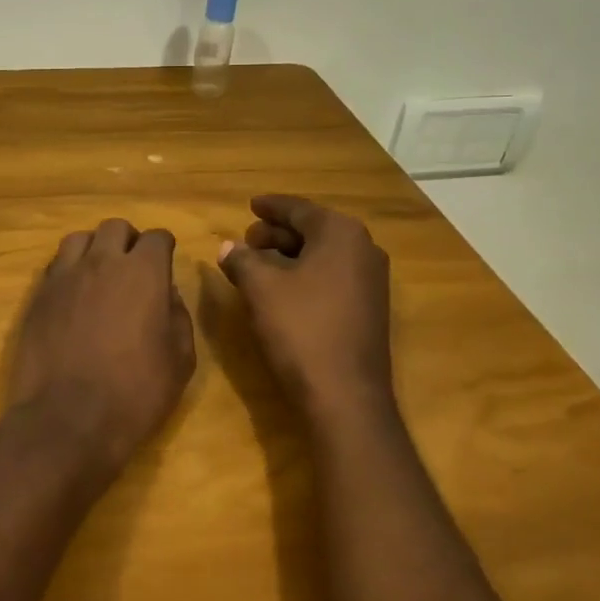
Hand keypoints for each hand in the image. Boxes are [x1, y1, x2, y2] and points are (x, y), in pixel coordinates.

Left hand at [8, 220, 195, 466]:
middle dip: (128, 240)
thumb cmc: (135, 393)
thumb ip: (177, 316)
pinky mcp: (37, 297)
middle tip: (133, 266)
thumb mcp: (180, 360)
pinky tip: (74, 295)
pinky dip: (68, 270)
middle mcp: (101, 263)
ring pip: (79, 239)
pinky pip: (55, 266)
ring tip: (99, 274)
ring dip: (94, 249)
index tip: (165, 263)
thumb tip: (167, 294)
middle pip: (114, 227)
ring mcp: (63, 277)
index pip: (156, 237)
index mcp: (143, 273)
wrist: (66, 420)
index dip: (164, 248)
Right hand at [217, 195, 393, 418]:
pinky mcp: (369, 309)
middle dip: (277, 234)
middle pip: (313, 230)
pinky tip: (281, 290)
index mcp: (341, 233)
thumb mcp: (260, 289)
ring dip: (289, 256)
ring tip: (257, 264)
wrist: (345, 395)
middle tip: (247, 240)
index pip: (299, 210)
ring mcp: (371, 281)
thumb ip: (242, 259)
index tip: (250, 205)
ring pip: (323, 255)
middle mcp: (363, 249)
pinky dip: (305, 275)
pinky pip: (332, 277)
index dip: (271, 207)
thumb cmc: (301, 329)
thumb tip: (228, 247)